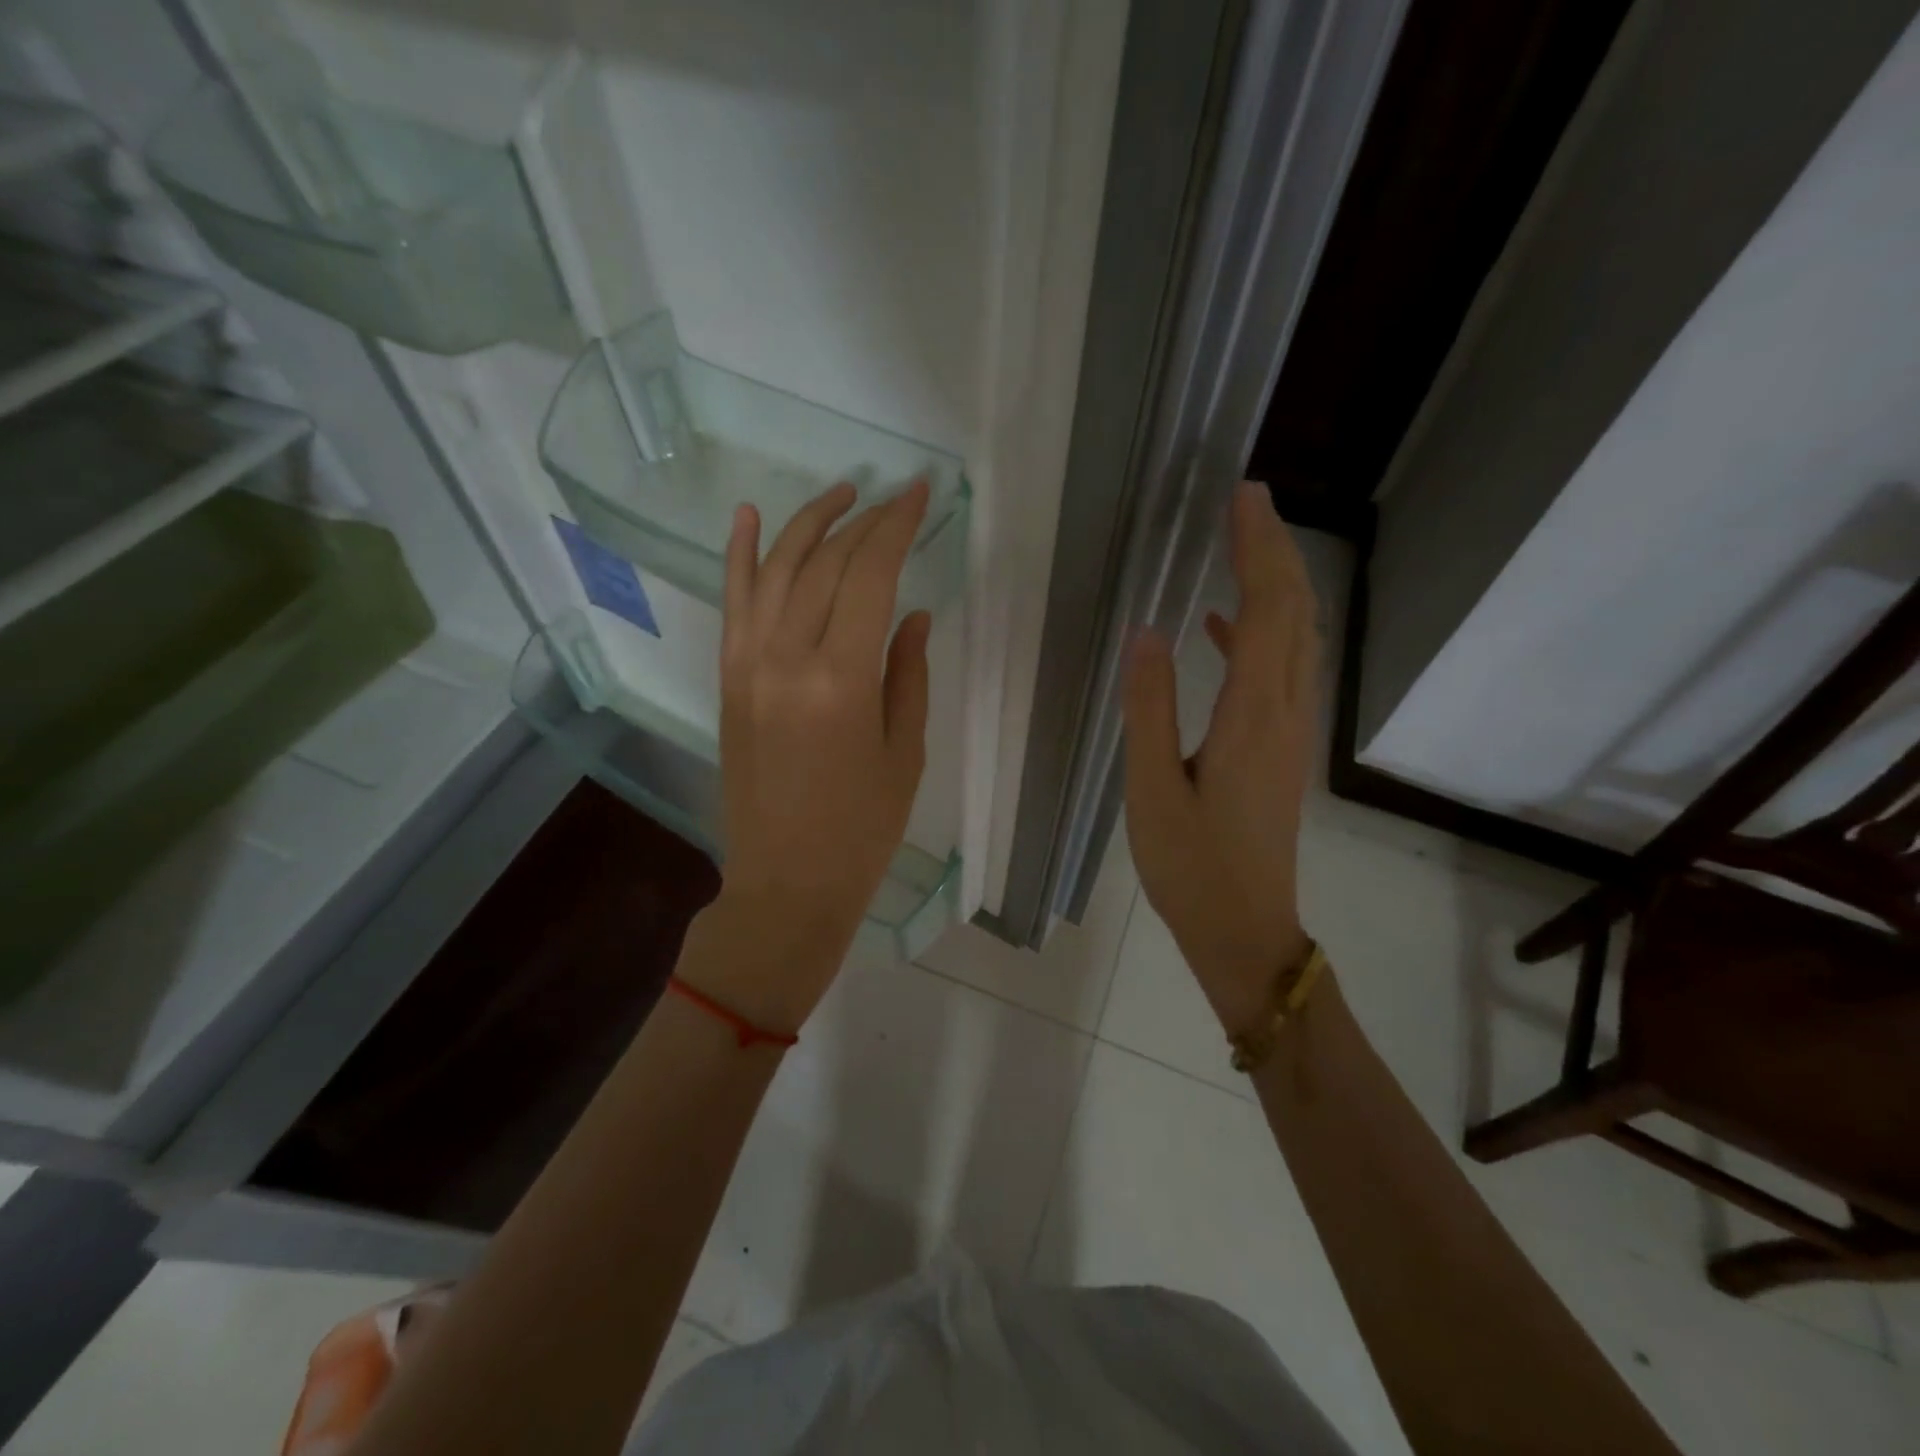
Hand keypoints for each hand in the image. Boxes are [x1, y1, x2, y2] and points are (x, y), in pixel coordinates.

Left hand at [693, 481, 932, 1031]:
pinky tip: (749, 515)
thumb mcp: (904, 753)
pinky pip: (732, 603)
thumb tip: (913, 614)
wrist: (785, 881)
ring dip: (809, 523)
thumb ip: (908, 673)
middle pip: (824, 564)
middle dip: (863, 522)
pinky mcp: (728, 678)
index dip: (897, 527)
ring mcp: (748, 665)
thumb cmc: (861, 829)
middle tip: (894, 499)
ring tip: (842, 494)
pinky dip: (738, 554)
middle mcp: (786, 658)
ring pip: (775, 569)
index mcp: (841, 680)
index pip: (870, 576)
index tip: (919, 494)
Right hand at [1122, 480, 1319, 1036]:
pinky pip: (1278, 671)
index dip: (1258, 549)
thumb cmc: (1191, 866)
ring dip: (1275, 584)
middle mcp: (1284, 713)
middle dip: (1275, 549)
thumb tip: (1146, 634)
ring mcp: (1289, 732)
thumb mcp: (1152, 790)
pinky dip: (1257, 634)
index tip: (1243, 497)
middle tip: (1247, 499)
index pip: (1268, 610)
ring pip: (1295, 639)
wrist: (1244, 929)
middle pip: (1295, 613)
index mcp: (1253, 716)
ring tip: (1240, 542)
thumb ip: (1149, 710)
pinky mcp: (1279, 748)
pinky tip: (1219, 624)